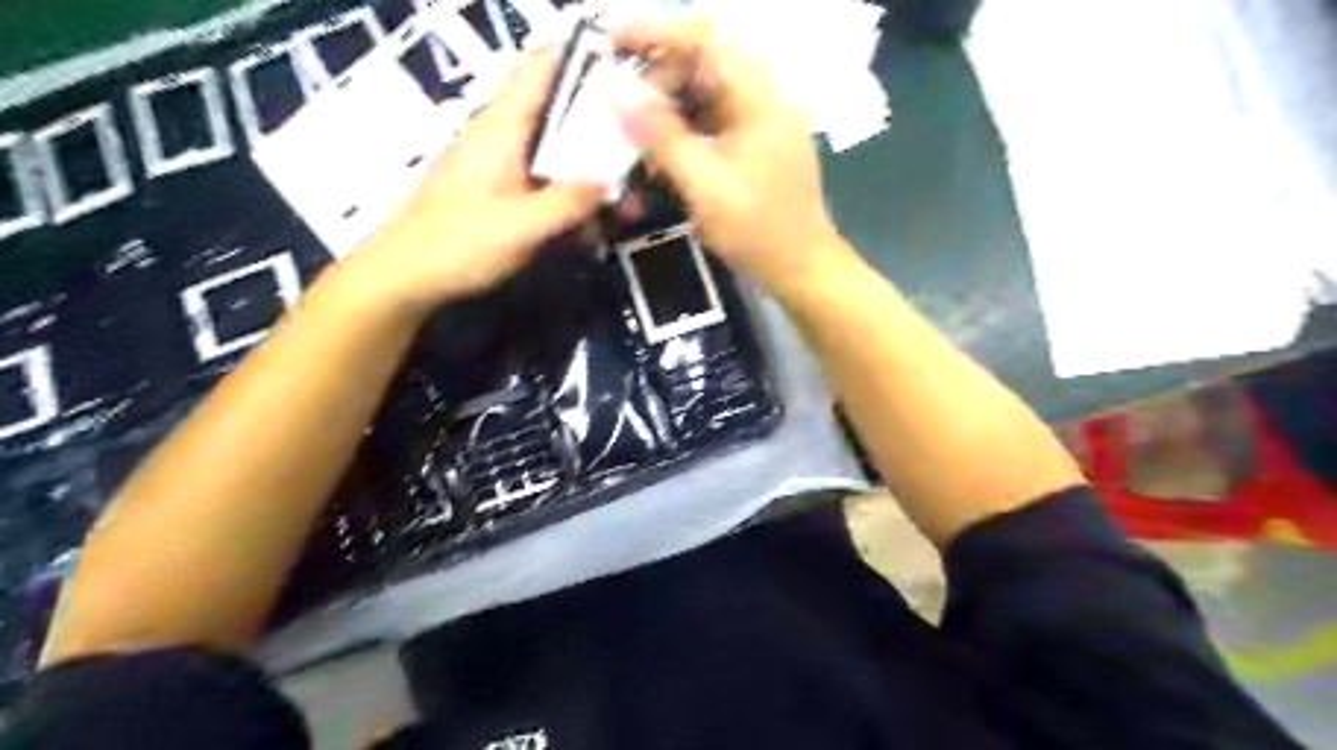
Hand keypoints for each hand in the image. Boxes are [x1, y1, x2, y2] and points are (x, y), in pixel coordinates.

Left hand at [343, 46, 600, 312]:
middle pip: (558, 117)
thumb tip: (612, 184)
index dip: (579, 58)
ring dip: (589, 178)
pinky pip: (542, 185)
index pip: (540, 68)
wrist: (405, 276)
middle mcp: (501, 137)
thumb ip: (571, 201)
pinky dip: (568, 201)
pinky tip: (590, 231)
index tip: (623, 68)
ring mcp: (498, 165)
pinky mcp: (496, 192)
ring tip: (626, 209)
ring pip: (555, 157)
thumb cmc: (461, 243)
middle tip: (640, 156)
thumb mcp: (525, 226)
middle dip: (601, 135)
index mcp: (502, 128)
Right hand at [610, 20, 850, 294]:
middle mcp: (763, 101)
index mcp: (759, 98)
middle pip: (704, 66)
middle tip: (620, 104)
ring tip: (631, 127)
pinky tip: (660, 153)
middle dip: (658, 79)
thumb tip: (618, 94)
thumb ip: (662, 137)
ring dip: (668, 108)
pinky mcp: (755, 150)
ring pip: (706, 98)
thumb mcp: (705, 185)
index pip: (705, 41)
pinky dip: (684, 132)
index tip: (611, 37)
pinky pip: (713, 126)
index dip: (656, 33)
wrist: (802, 269)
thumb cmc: (758, 229)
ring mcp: (761, 126)